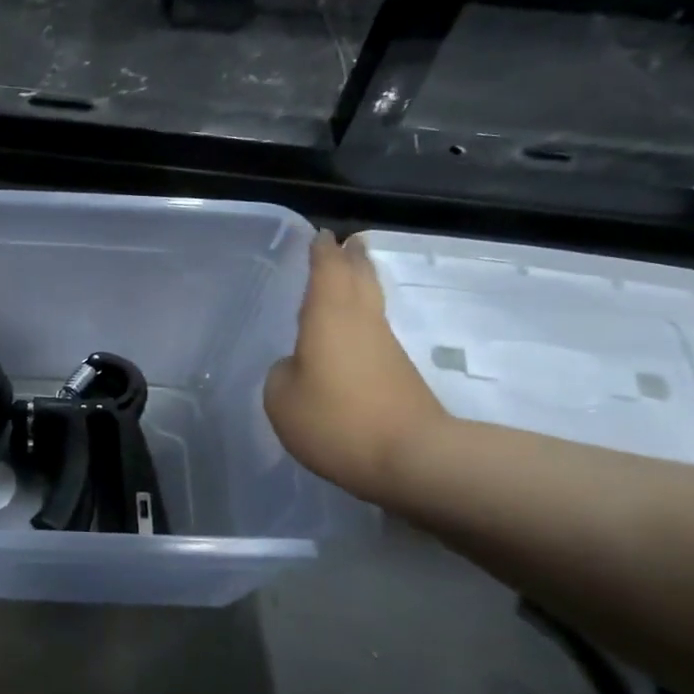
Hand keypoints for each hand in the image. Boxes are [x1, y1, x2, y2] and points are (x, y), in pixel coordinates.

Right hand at [263, 232, 448, 504]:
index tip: (321, 235)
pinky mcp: (400, 374)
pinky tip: (352, 333)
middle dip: (352, 259)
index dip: (321, 252)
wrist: (411, 458)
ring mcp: (386, 347)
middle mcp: (361, 322)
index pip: (326, 271)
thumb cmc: (336, 421)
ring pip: (372, 303)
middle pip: (360, 278)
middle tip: (348, 243)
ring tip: (351, 275)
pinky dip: (363, 321)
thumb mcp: (281, 400)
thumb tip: (296, 367)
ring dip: (362, 285)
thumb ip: (281, 374)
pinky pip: (375, 333)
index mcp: (328, 317)